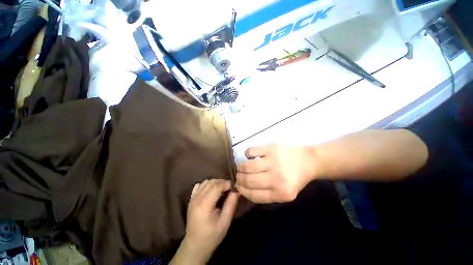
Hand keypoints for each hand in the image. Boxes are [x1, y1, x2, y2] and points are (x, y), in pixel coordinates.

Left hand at [171, 179, 238, 264]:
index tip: (233, 187)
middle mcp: (197, 198)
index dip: (226, 183)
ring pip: (206, 182)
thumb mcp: (225, 222)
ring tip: (222, 189)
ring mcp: (192, 198)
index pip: (216, 186)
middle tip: (229, 188)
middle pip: (211, 182)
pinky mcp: (191, 199)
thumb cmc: (211, 236)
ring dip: (215, 182)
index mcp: (204, 205)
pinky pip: (199, 185)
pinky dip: (207, 185)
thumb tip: (236, 191)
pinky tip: (211, 191)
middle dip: (222, 182)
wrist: (195, 245)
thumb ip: (231, 205)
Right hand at [236, 144, 318, 203]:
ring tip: (240, 166)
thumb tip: (245, 189)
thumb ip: (267, 194)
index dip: (242, 191)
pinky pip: (250, 151)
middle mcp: (276, 178)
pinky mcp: (270, 148)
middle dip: (239, 178)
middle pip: (248, 180)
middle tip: (238, 175)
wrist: (309, 160)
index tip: (238, 186)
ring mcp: (273, 161)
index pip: (253, 195)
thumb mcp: (285, 193)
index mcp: (280, 193)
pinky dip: (247, 154)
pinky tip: (250, 156)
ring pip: (247, 166)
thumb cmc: (295, 177)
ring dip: (240, 167)